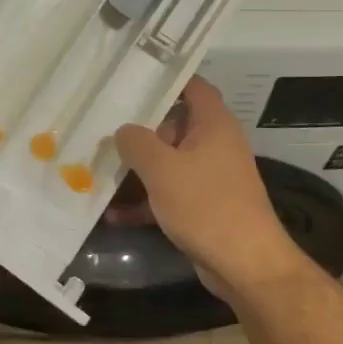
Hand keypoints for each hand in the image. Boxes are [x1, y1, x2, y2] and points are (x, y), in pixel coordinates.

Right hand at [113, 78, 306, 298]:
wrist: (244, 265)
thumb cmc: (206, 205)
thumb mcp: (162, 168)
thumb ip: (137, 142)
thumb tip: (123, 130)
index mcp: (213, 124)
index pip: (192, 86)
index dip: (166, 78)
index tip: (132, 79)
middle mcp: (215, 144)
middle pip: (173, 125)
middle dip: (139, 129)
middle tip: (102, 127)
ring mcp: (210, 177)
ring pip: (168, 162)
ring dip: (137, 169)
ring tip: (98, 169)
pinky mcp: (203, 206)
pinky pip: (169, 194)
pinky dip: (145, 201)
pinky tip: (114, 215)